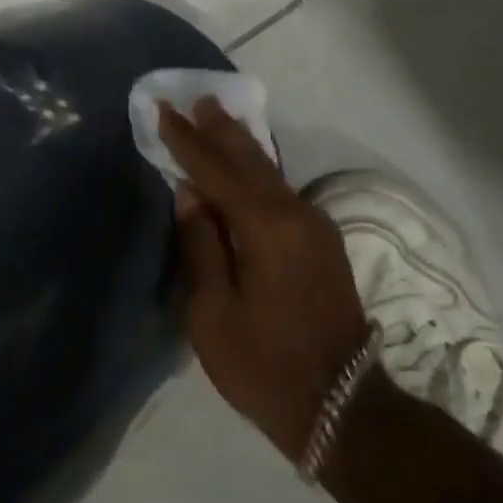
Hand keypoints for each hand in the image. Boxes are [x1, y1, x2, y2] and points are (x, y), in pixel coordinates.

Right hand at [159, 97, 370, 458]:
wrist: (340, 404)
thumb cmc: (265, 365)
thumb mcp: (213, 313)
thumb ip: (201, 246)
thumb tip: (191, 194)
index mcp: (267, 228)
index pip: (216, 172)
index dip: (186, 141)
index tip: (162, 109)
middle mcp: (297, 215)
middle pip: (251, 161)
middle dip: (221, 130)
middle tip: (197, 98)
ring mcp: (315, 228)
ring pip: (271, 173)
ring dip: (241, 146)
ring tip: (217, 119)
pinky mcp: (321, 244)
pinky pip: (281, 193)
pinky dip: (257, 173)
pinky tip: (246, 166)